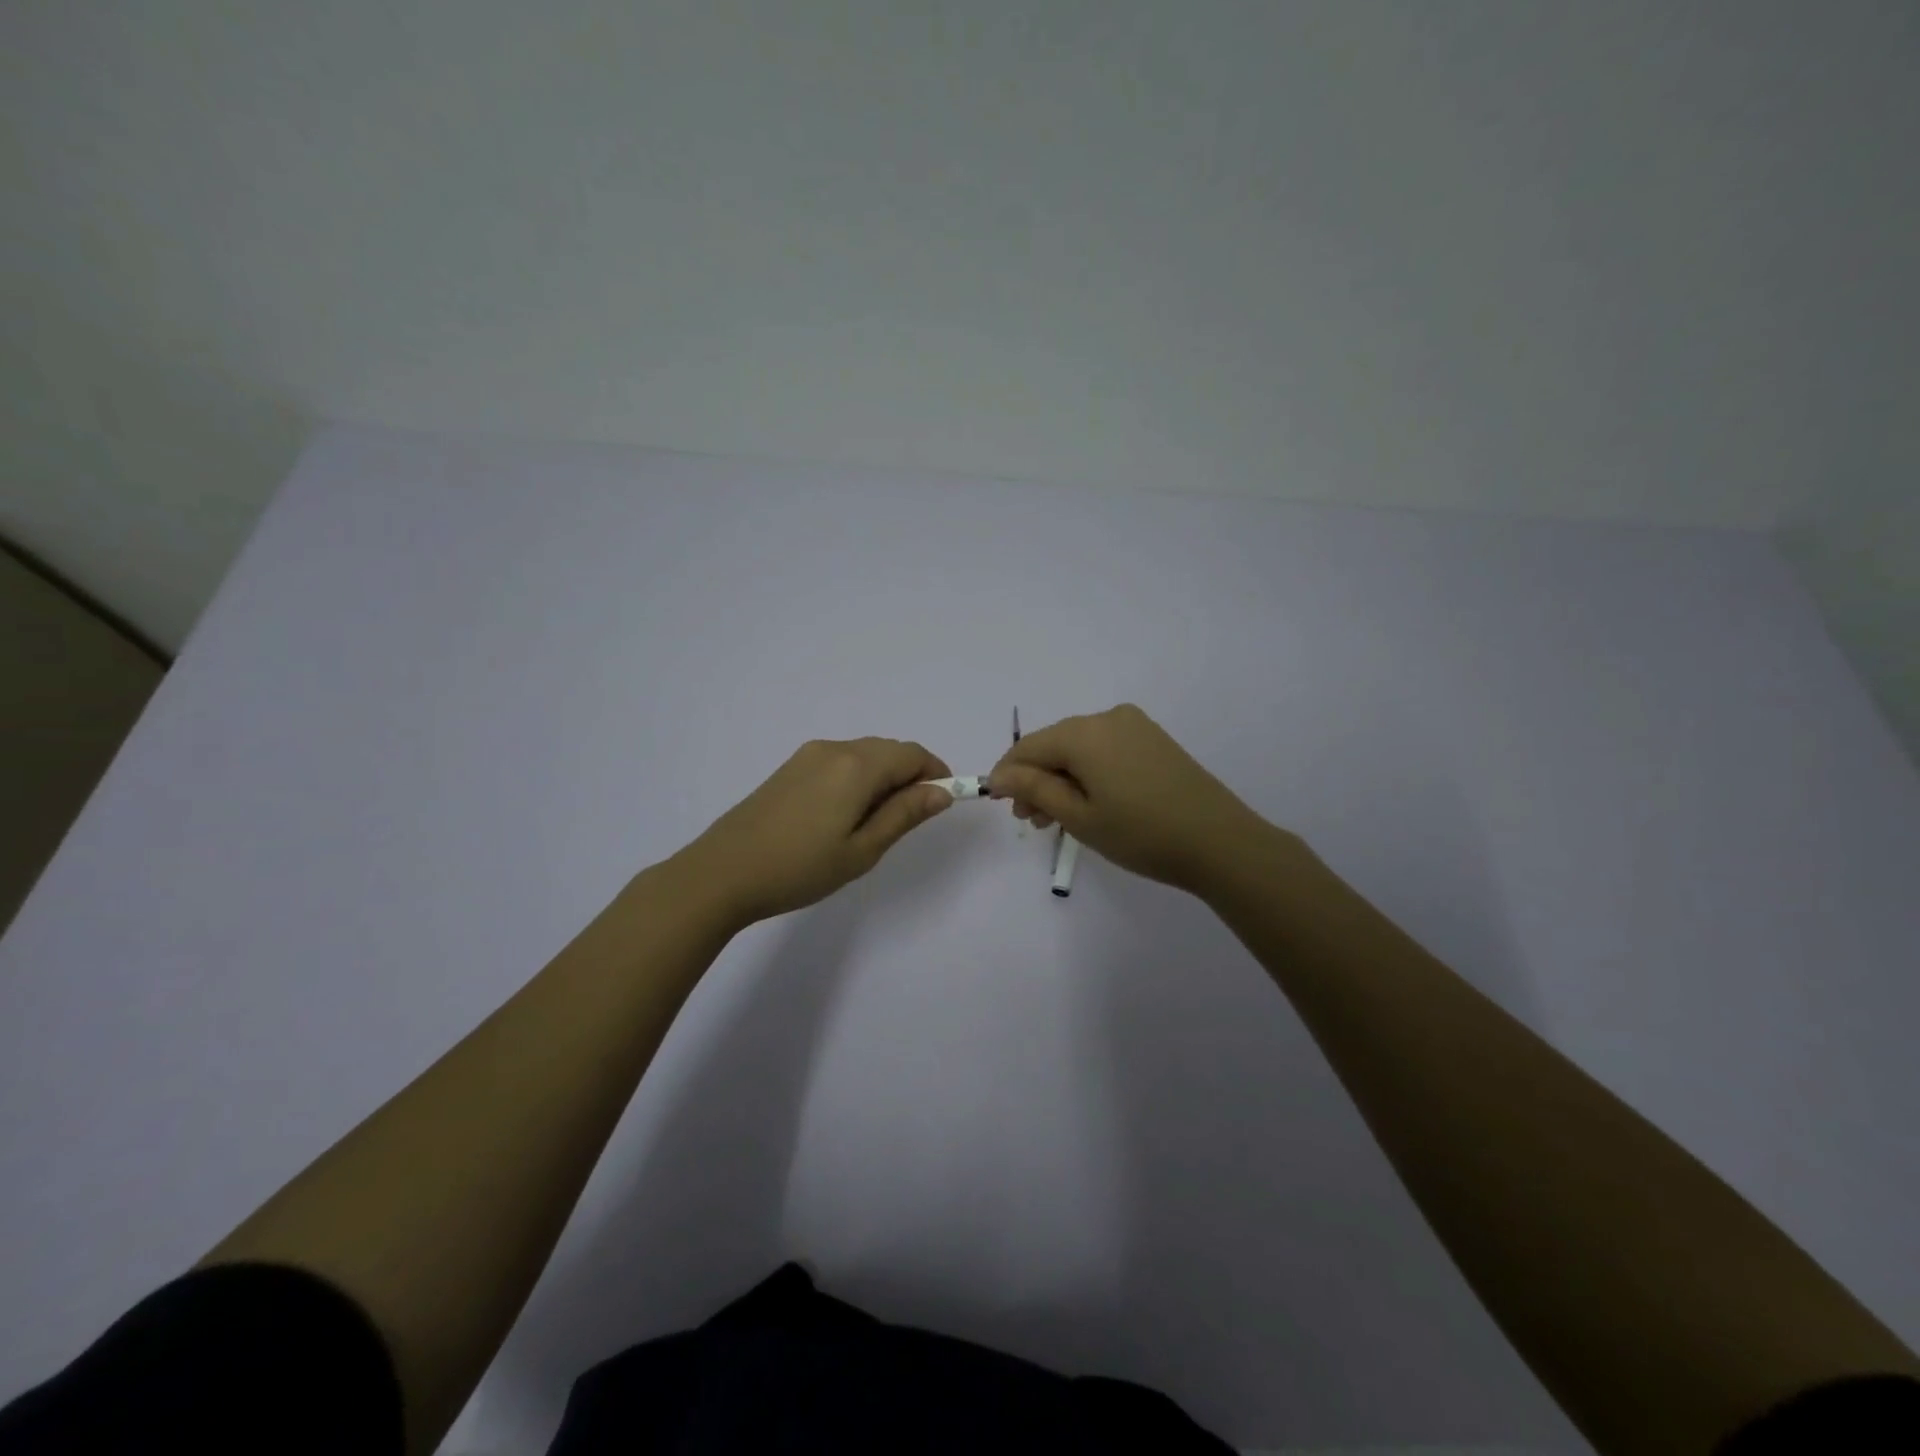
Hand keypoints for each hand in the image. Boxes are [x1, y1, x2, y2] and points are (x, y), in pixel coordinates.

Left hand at [676, 737, 953, 927]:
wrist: (722, 873)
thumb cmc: (800, 868)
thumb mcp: (862, 850)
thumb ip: (904, 815)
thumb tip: (941, 791)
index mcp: (856, 766)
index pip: (912, 754)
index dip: (936, 773)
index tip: (942, 804)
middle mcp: (834, 748)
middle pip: (888, 750)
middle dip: (910, 776)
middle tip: (908, 822)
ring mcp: (808, 756)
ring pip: (863, 755)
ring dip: (883, 778)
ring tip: (874, 824)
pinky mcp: (789, 768)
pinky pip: (839, 762)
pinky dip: (857, 779)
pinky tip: (843, 816)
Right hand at [987, 704, 1271, 894]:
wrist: (1220, 842)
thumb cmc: (1141, 833)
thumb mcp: (1079, 816)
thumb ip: (1034, 790)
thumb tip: (1000, 776)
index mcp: (1084, 732)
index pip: (1029, 747)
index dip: (1008, 774)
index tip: (999, 804)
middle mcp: (1108, 718)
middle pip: (1055, 745)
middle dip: (1036, 780)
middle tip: (1030, 821)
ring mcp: (1135, 726)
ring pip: (1080, 749)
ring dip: (1061, 779)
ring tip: (1055, 819)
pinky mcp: (1153, 740)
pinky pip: (1105, 750)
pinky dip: (1088, 774)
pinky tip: (1088, 803)